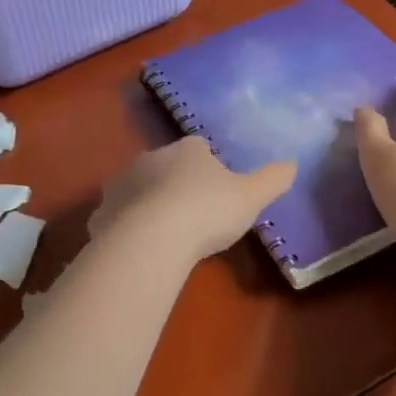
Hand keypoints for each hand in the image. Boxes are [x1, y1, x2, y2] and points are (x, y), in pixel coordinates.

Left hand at [90, 137, 295, 263]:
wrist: (151, 239)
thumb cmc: (207, 211)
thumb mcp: (251, 196)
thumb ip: (273, 179)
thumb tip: (292, 164)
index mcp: (187, 149)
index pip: (199, 147)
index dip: (209, 166)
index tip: (217, 189)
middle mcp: (150, 157)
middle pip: (166, 166)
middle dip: (176, 184)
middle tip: (193, 214)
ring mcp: (122, 184)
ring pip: (139, 190)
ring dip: (149, 204)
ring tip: (166, 234)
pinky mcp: (103, 212)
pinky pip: (118, 217)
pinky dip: (127, 228)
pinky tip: (140, 248)